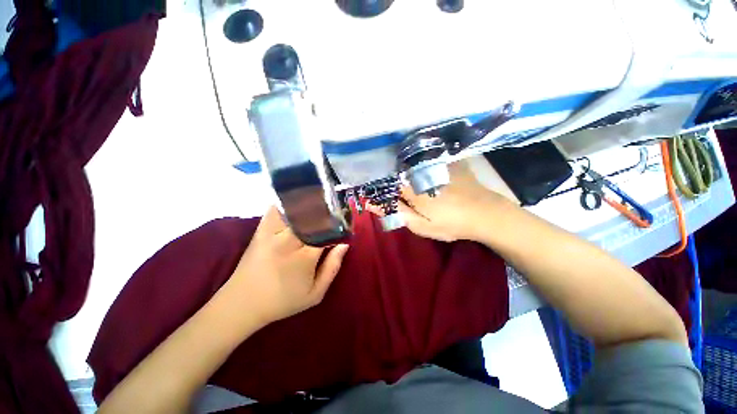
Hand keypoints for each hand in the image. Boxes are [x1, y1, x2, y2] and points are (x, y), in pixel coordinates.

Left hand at [229, 207, 348, 325]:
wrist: (242, 303)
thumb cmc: (283, 301)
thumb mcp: (315, 294)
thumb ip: (332, 268)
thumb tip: (344, 244)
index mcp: (305, 256)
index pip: (328, 231)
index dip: (339, 225)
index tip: (345, 224)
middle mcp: (290, 240)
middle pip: (314, 216)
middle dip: (327, 212)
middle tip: (335, 212)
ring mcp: (273, 233)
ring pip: (296, 209)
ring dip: (309, 206)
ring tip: (319, 205)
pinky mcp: (261, 230)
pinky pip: (275, 209)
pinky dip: (287, 205)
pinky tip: (296, 206)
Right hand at [386, 161, 507, 241]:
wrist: (486, 213)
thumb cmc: (452, 224)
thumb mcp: (421, 226)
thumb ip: (397, 214)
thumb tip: (371, 204)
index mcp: (411, 189)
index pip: (387, 184)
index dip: (383, 190)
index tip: (384, 197)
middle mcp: (420, 172)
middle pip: (398, 174)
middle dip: (396, 183)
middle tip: (407, 197)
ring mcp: (434, 165)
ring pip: (411, 166)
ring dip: (409, 174)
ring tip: (417, 189)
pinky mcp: (446, 162)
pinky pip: (427, 161)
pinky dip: (422, 167)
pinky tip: (429, 175)